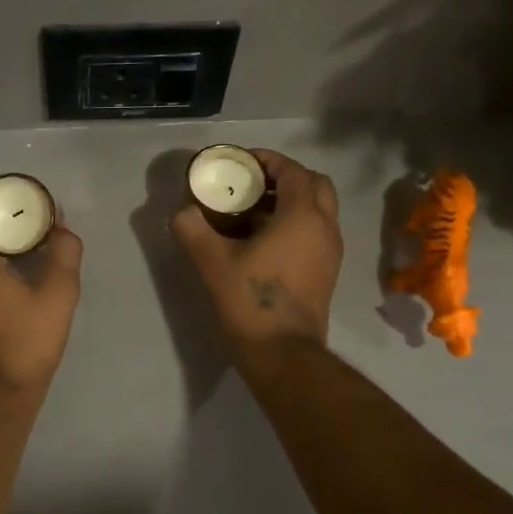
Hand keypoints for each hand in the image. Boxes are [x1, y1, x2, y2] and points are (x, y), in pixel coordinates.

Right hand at [171, 149, 342, 353]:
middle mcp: (325, 227)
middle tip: (252, 184)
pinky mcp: (328, 272)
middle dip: (285, 177)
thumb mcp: (211, 260)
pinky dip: (296, 223)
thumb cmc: (250, 300)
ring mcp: (331, 251)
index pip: (293, 170)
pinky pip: (316, 232)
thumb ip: (192, 227)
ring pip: (319, 209)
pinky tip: (264, 240)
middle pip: (315, 184)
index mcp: (303, 215)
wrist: (283, 353)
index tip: (241, 163)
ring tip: (253, 211)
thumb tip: (181, 211)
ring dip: (292, 201)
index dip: (268, 160)